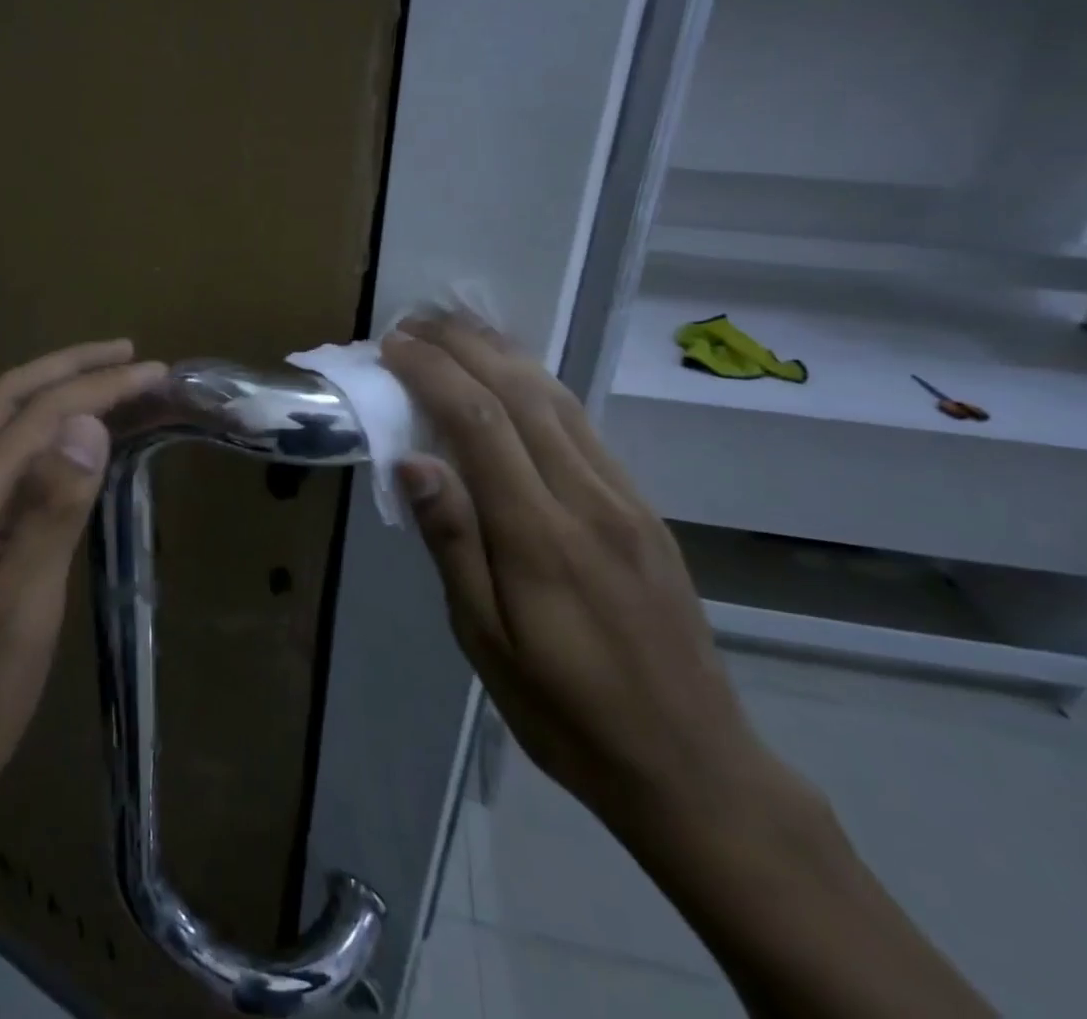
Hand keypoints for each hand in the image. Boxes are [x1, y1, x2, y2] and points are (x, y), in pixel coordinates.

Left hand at [0, 339, 166, 850]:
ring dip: (51, 392)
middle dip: (68, 367)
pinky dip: (38, 430)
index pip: (42, 414)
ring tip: (105, 385)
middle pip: (8, 399)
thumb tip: (88, 424)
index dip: (101, 386)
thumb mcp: (19, 614)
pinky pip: (0, 459)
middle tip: (128, 356)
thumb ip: (51, 514)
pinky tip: (64, 449)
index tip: (156, 371)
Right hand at [381, 314, 792, 844]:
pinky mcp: (642, 507)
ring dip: (502, 352)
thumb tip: (411, 462)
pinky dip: (539, 383)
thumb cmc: (565, 712)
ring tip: (457, 327)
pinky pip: (583, 424)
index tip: (392, 346)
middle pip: (519, 393)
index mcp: (540, 535)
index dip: (432, 372)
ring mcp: (623, 497)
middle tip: (415, 320)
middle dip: (464, 345)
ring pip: (558, 398)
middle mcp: (587, 498)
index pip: (478, 422)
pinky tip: (515, 376)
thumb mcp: (486, 642)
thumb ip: (453, 543)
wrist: (693, 764)